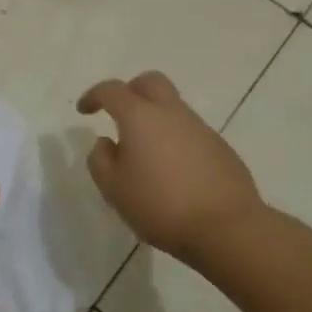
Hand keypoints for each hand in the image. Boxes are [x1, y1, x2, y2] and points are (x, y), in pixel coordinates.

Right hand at [77, 71, 265, 262]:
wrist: (227, 229)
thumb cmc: (161, 206)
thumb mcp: (114, 189)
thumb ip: (101, 160)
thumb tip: (106, 142)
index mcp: (140, 116)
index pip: (111, 90)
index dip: (94, 96)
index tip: (84, 111)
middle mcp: (171, 113)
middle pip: (150, 82)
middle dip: (130, 91)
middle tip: (118, 114)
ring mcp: (201, 129)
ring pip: (173, 107)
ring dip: (155, 118)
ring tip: (145, 153)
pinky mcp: (221, 148)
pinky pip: (191, 132)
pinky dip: (175, 140)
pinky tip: (173, 171)